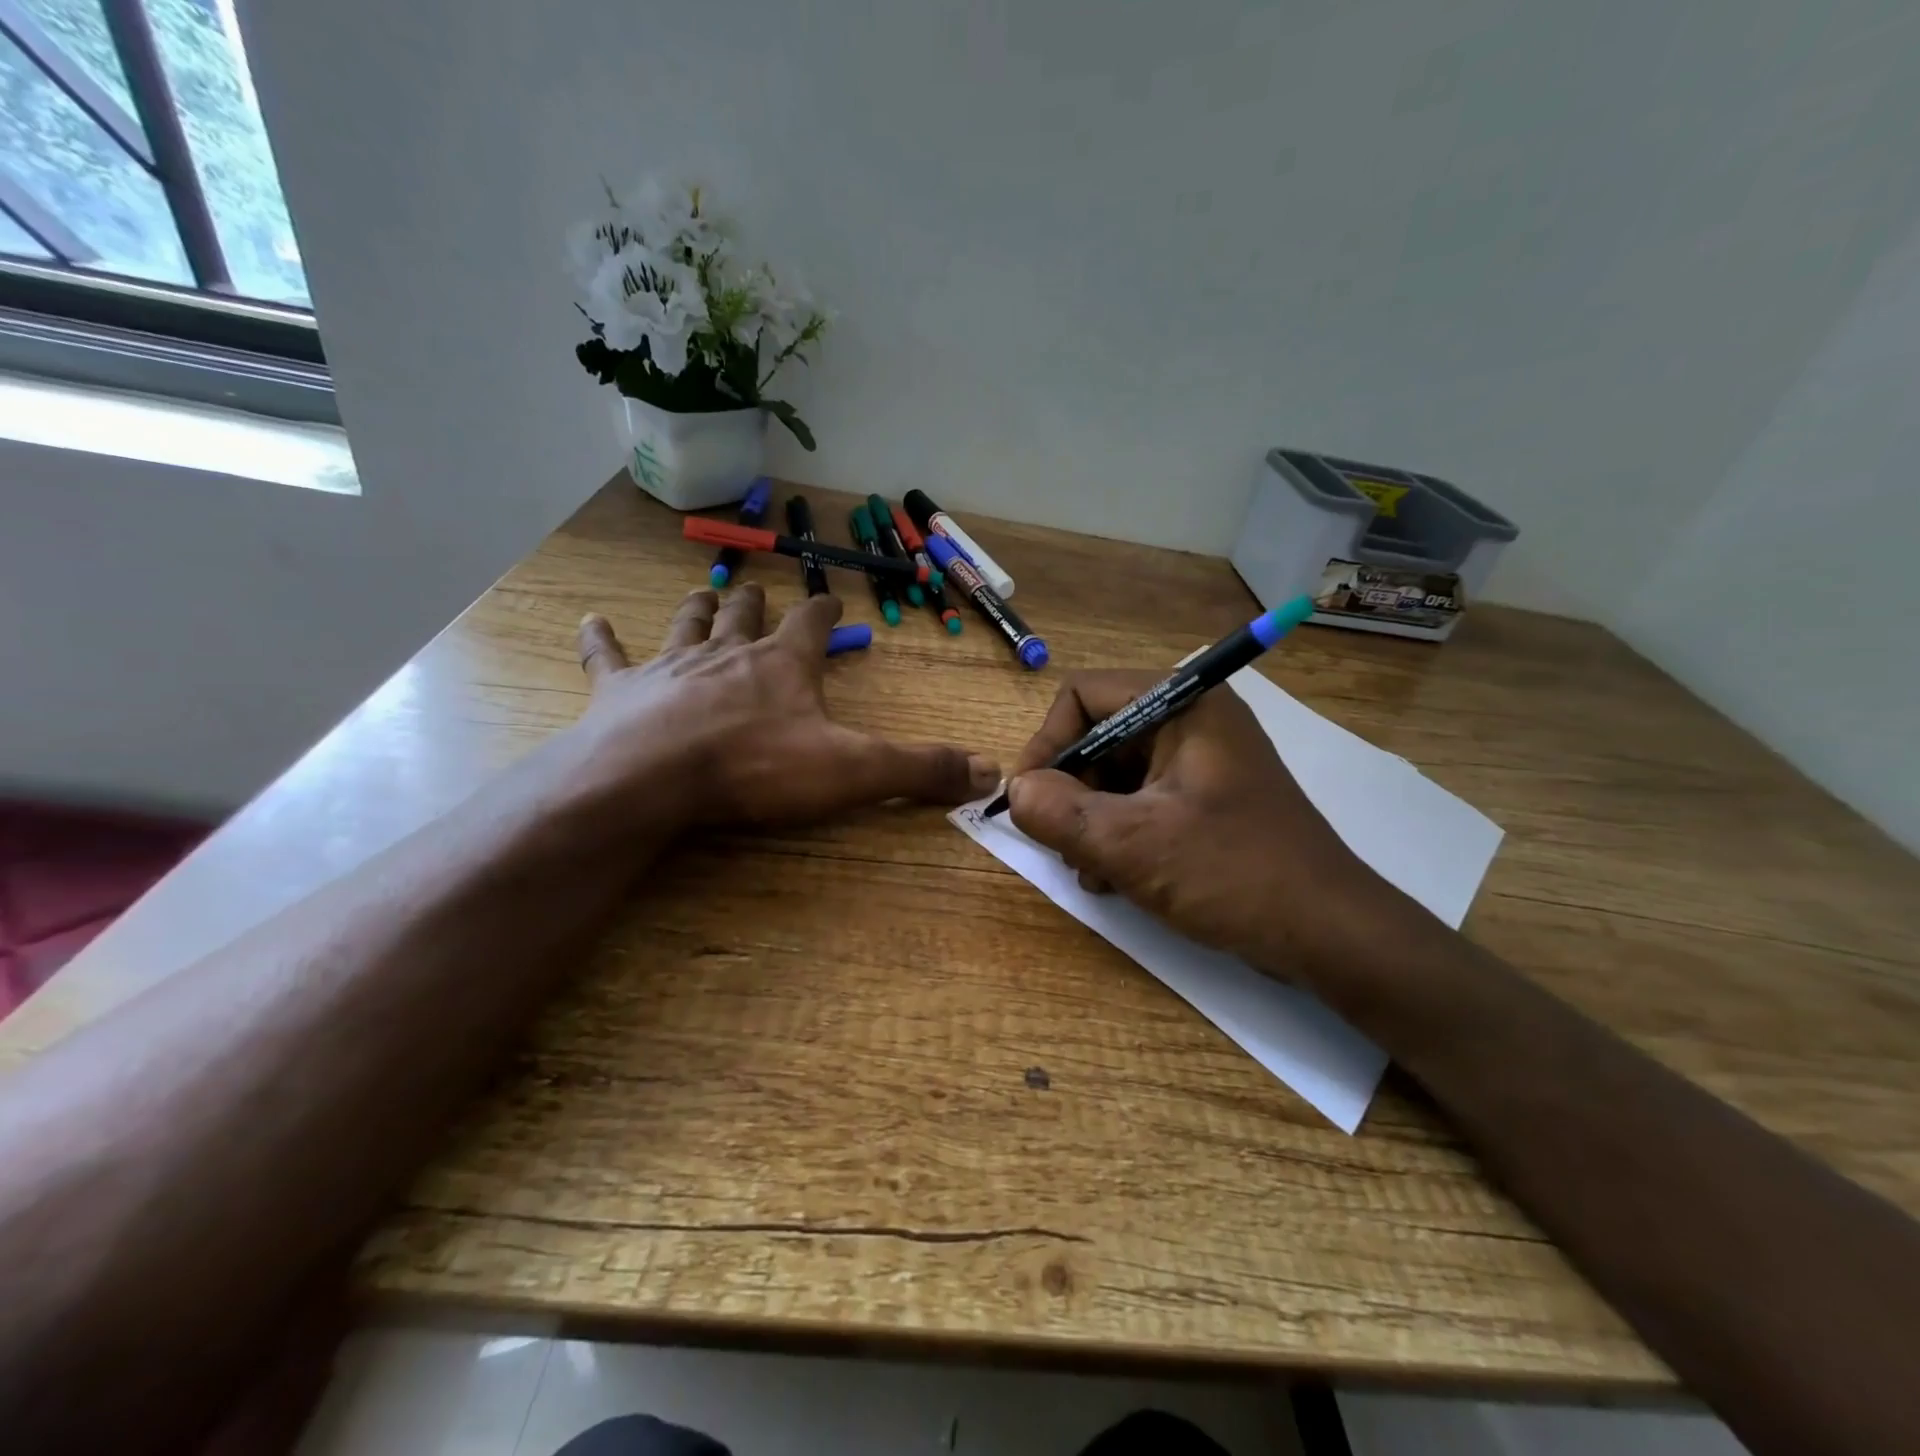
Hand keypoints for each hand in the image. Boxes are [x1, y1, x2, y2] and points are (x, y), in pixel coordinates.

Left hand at [555, 585, 999, 838]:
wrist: (654, 777)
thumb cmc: (757, 767)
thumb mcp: (853, 769)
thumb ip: (919, 768)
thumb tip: (989, 770)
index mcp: (783, 665)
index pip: (811, 625)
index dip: (824, 612)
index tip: (831, 599)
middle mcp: (729, 653)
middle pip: (745, 615)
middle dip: (756, 602)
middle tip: (758, 591)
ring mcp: (671, 667)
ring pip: (688, 625)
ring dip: (698, 609)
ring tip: (704, 592)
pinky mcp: (622, 691)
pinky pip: (609, 658)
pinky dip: (601, 641)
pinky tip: (592, 622)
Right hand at [1005, 670, 1398, 979]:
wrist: (1330, 933)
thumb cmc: (1234, 874)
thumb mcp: (1134, 845)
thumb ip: (1059, 813)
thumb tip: (1014, 792)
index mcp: (1183, 705)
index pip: (1083, 695)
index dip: (1047, 742)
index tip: (1028, 797)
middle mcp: (1192, 721)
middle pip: (1097, 735)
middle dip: (1069, 790)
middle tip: (1060, 842)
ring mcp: (1200, 762)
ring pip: (1114, 773)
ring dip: (1089, 819)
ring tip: (1090, 870)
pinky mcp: (1205, 799)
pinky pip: (1140, 800)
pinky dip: (1117, 832)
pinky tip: (1113, 877)